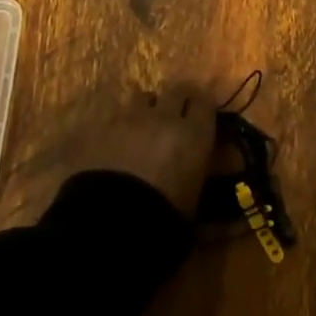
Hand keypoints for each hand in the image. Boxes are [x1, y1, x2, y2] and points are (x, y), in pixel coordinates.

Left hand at [74, 87, 218, 218]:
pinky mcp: (99, 126)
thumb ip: (202, 174)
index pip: (205, 102)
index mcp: (193, 135)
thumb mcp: (193, 203)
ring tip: (142, 127)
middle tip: (175, 115)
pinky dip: (118, 123)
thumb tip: (216, 165)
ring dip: (146, 108)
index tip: (201, 116)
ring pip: (142, 97)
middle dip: (177, 99)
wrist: (108, 224)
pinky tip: (115, 139)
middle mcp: (164, 117)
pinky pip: (113, 114)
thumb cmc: (162, 221)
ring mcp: (129, 118)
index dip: (203, 107)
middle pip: (176, 90)